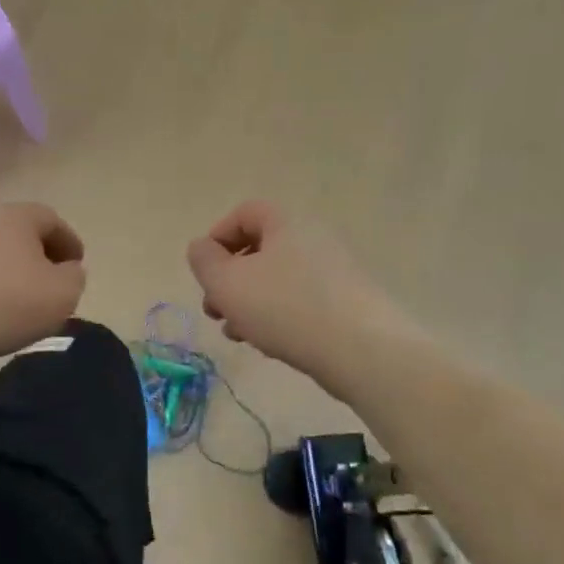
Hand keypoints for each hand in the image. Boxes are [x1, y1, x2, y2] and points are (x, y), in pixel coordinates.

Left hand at [0, 203, 86, 364]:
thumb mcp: (65, 291)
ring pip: (2, 255)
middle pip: (23, 234)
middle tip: (58, 280)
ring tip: (33, 299)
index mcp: (17, 217)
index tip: (78, 265)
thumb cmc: (14, 300)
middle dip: (43, 255)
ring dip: (19, 272)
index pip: (51, 219)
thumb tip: (67, 271)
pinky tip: (5, 310)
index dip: (69, 241)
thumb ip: (75, 276)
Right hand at [186, 201, 409, 389]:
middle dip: (229, 281)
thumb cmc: (284, 308)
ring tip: (237, 334)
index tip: (205, 270)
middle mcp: (313, 240)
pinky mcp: (346, 305)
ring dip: (248, 304)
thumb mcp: (227, 283)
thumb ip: (204, 261)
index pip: (245, 213)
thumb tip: (202, 248)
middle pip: (259, 251)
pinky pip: (299, 303)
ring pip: (276, 281)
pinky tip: (269, 345)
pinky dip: (277, 318)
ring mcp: (334, 273)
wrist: (362, 351)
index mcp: (286, 224)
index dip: (218, 237)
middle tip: (214, 310)